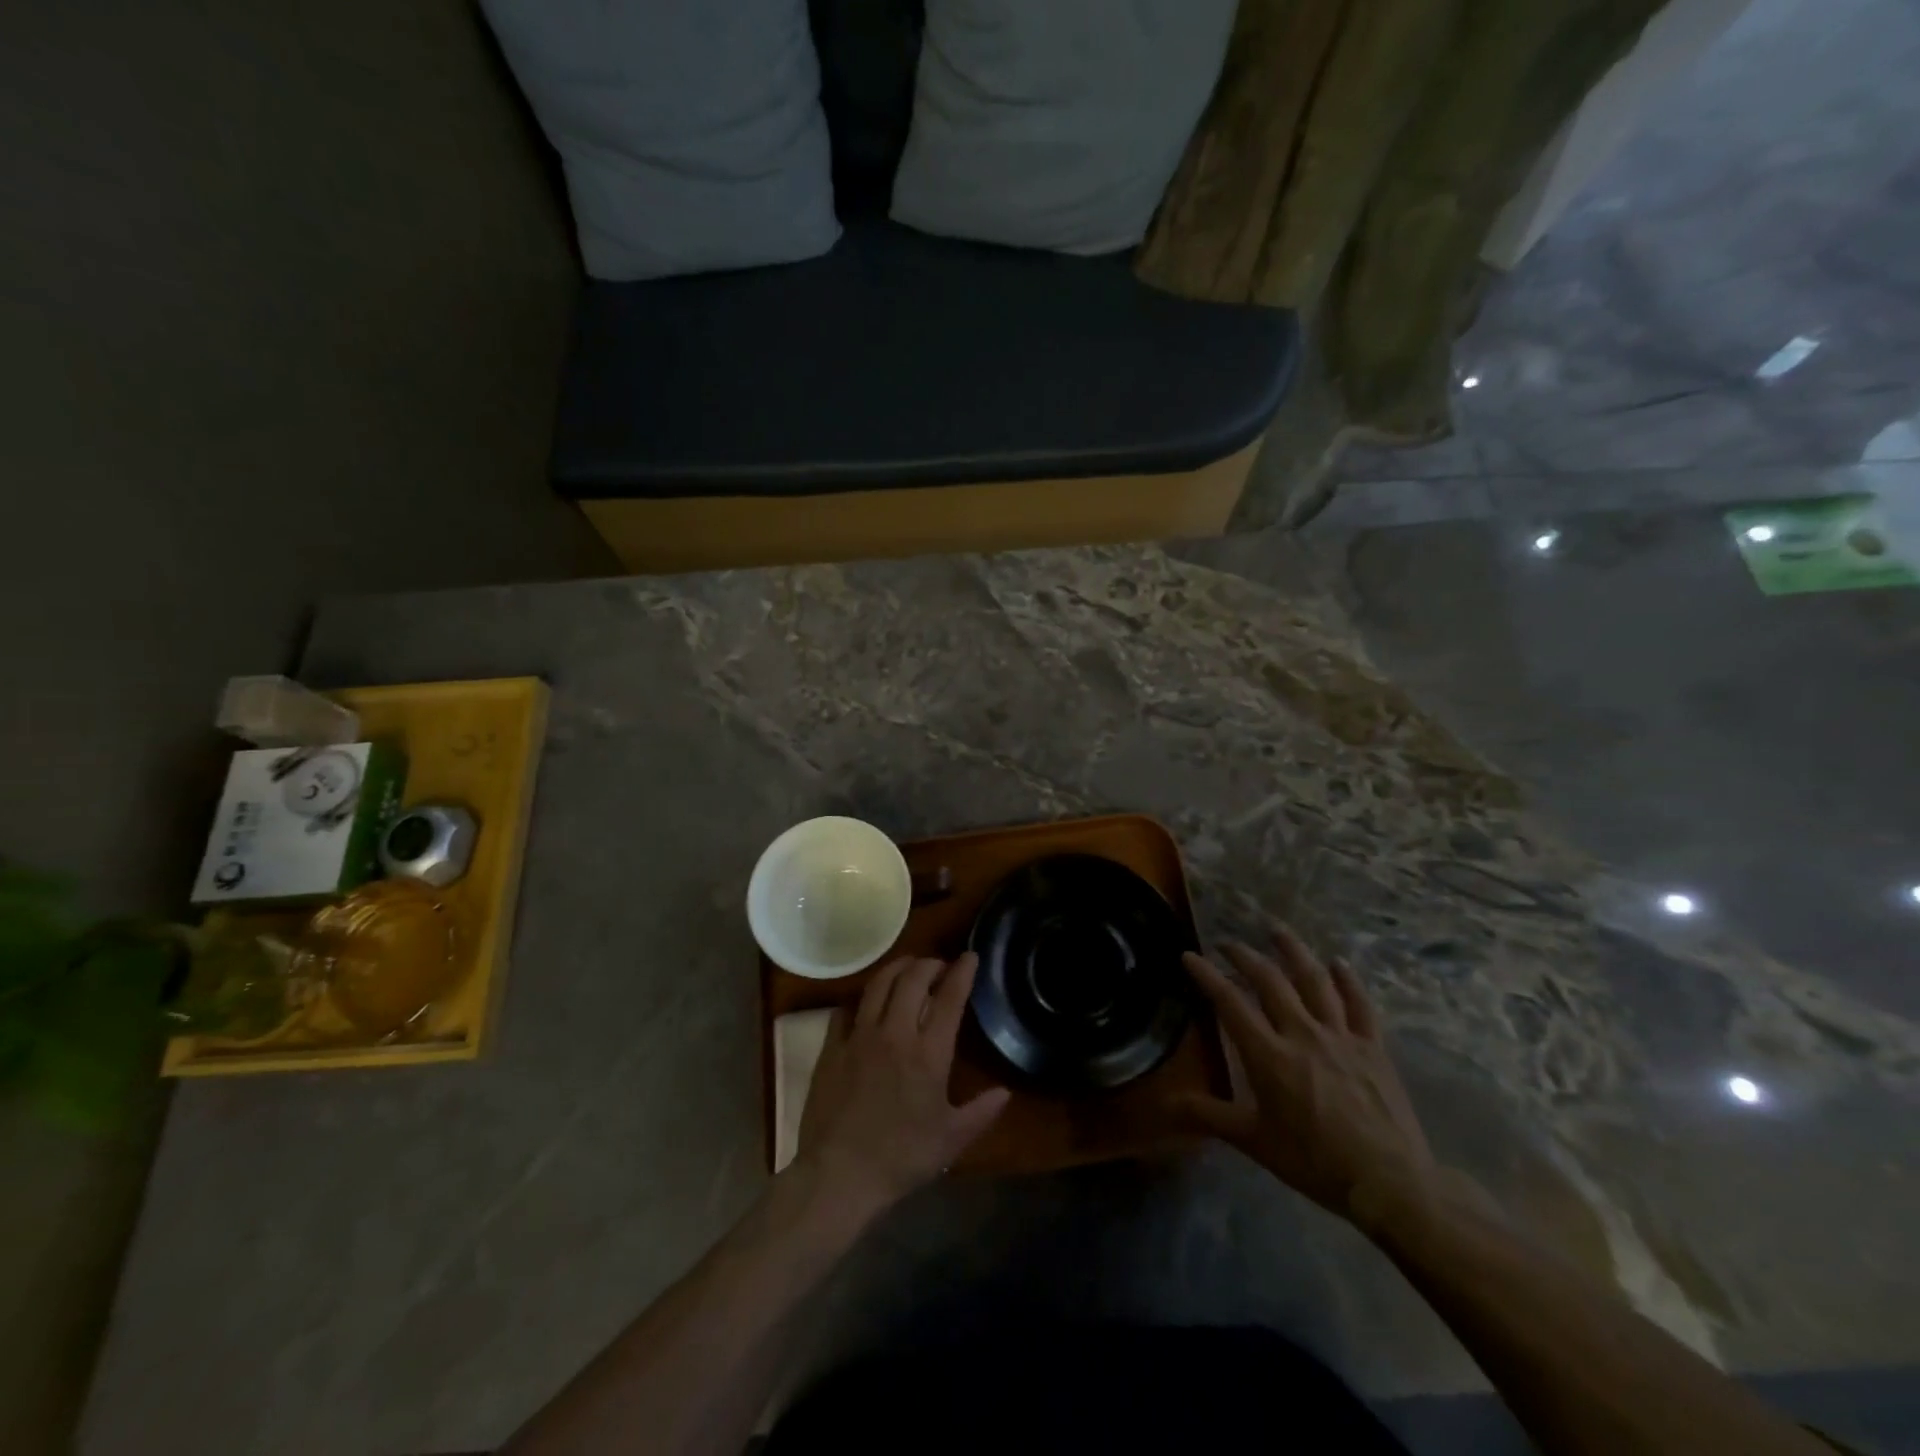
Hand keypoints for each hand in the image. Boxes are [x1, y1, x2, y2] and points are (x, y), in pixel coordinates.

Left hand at [795, 953, 1009, 1217]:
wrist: (839, 1175)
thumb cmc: (901, 1158)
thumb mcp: (951, 1140)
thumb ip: (981, 1112)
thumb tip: (1005, 1092)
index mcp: (928, 1053)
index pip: (949, 998)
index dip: (962, 972)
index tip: (970, 957)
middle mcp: (894, 1033)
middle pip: (913, 979)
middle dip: (930, 964)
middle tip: (939, 966)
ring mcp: (859, 1037)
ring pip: (878, 984)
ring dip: (897, 968)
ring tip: (908, 968)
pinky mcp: (831, 1047)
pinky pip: (846, 1009)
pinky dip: (861, 998)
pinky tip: (867, 1002)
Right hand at [1180, 927, 1434, 1222]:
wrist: (1388, 1182)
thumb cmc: (1314, 1161)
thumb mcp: (1254, 1141)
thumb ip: (1208, 1115)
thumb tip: (1163, 1104)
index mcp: (1268, 1055)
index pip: (1229, 1002)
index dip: (1206, 975)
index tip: (1189, 955)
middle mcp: (1302, 1033)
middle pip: (1269, 981)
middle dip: (1244, 956)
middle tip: (1228, 942)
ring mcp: (1341, 1036)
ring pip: (1314, 980)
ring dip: (1293, 951)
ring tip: (1276, 930)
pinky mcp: (1373, 1047)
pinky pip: (1359, 1004)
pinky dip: (1348, 980)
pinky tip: (1338, 963)